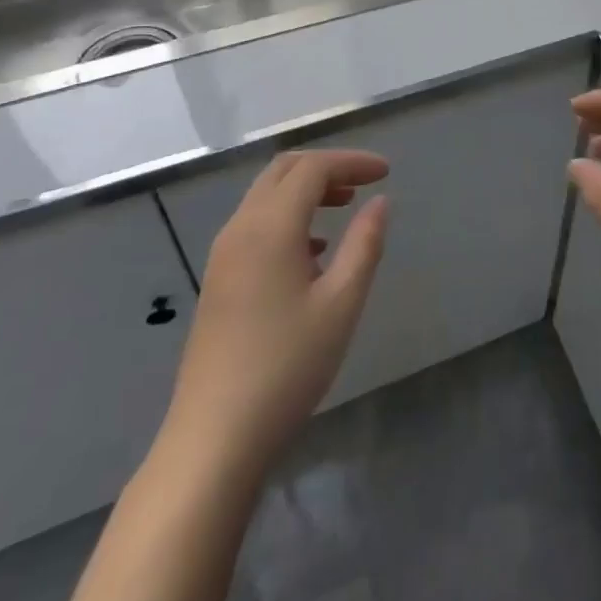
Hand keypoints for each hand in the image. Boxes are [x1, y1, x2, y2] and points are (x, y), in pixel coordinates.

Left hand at [159, 149, 389, 474]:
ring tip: (345, 208)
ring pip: (266, 196)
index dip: (352, 161)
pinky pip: (255, 224)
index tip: (386, 172)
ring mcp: (223, 255)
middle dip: (327, 167)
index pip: (313, 168)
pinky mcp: (218, 280)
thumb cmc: (287, 367)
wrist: (214, 439)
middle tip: (364, 183)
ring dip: (306, 191)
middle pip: (284, 172)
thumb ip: (365, 244)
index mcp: (270, 227)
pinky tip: (313, 251)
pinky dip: (288, 217)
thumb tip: (380, 202)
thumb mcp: (341, 303)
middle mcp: (241, 228)